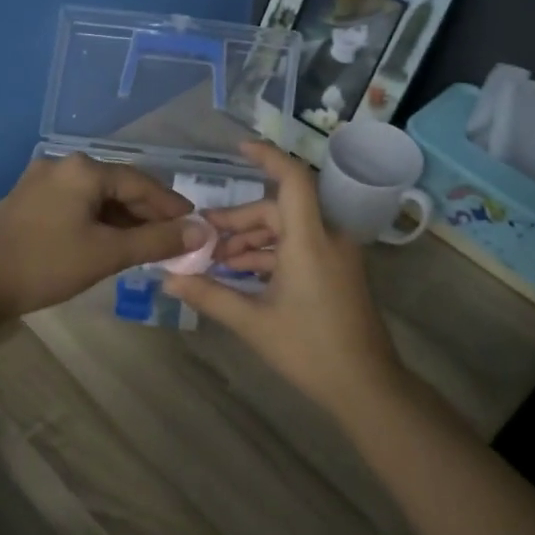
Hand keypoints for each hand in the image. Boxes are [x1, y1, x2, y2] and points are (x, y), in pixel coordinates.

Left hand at [0, 154, 201, 319]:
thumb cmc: (46, 264)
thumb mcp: (108, 253)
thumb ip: (157, 241)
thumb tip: (202, 231)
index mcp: (83, 169)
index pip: (141, 183)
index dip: (171, 207)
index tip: (195, 226)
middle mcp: (63, 166)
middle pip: (119, 187)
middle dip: (148, 215)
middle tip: (174, 241)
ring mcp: (42, 182)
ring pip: (98, 198)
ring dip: (124, 220)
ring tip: (147, 246)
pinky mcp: (30, 201)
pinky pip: (77, 205)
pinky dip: (100, 222)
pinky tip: (111, 243)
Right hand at [166, 142, 405, 417]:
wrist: (366, 386)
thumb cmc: (309, 350)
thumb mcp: (253, 322)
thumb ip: (209, 295)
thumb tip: (168, 279)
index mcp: (310, 240)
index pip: (292, 180)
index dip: (267, 157)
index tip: (239, 149)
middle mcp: (327, 238)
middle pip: (278, 210)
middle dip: (238, 221)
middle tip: (202, 238)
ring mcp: (335, 256)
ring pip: (287, 230)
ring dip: (252, 241)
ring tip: (216, 261)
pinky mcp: (337, 272)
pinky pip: (300, 248)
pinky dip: (270, 255)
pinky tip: (241, 275)